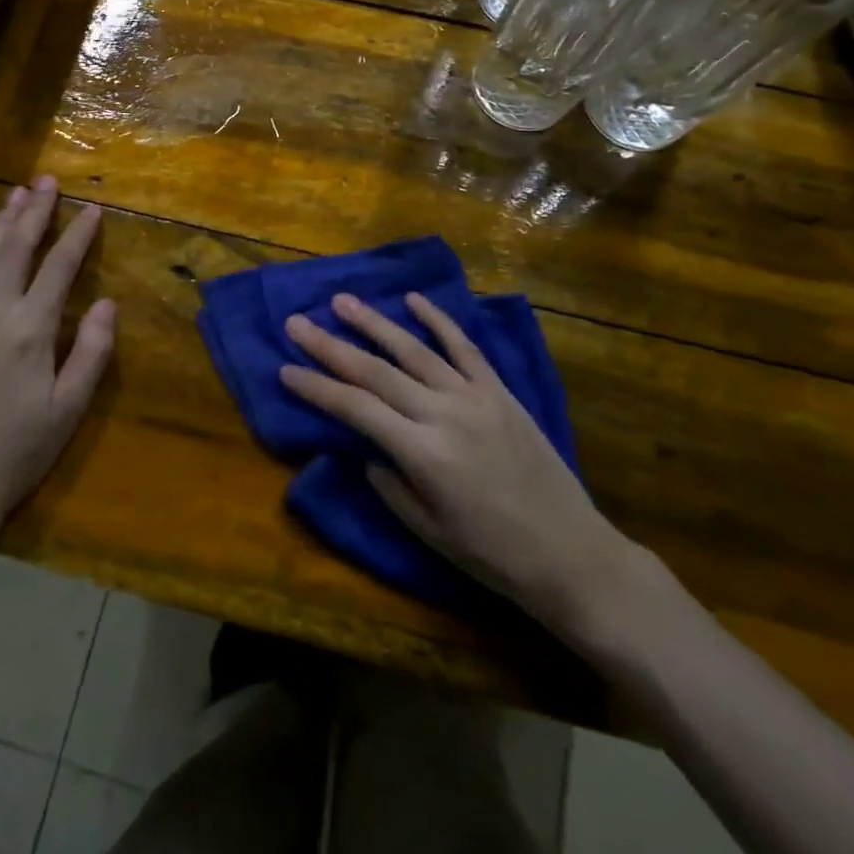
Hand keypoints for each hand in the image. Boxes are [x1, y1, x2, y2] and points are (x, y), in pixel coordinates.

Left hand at [0, 177, 114, 543]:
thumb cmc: (18, 451)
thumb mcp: (68, 409)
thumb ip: (91, 352)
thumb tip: (107, 303)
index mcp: (32, 330)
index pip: (60, 267)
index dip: (78, 235)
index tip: (92, 209)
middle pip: (17, 248)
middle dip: (35, 212)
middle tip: (47, 181)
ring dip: (0, 222)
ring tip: (16, 194)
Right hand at [282, 293, 639, 648]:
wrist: (569, 551)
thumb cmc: (491, 553)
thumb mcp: (428, 531)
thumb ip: (389, 484)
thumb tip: (364, 448)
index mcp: (422, 453)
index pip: (355, 408)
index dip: (317, 387)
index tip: (285, 368)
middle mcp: (443, 413)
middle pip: (375, 371)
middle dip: (330, 345)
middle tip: (297, 322)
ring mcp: (474, 396)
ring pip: (414, 349)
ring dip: (374, 323)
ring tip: (341, 302)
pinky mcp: (499, 391)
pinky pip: (464, 347)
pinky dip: (437, 320)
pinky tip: (413, 300)